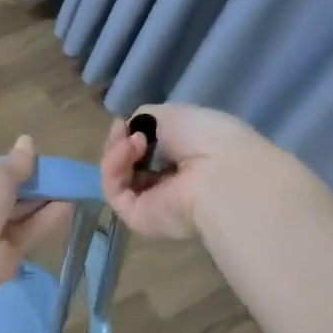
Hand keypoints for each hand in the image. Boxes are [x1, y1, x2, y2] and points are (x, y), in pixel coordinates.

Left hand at [0, 136, 71, 293]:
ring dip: (41, 202)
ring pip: (17, 214)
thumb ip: (16, 162)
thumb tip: (27, 140)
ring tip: (70, 189)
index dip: (6, 165)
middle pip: (2, 194)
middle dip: (29, 186)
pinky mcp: (3, 255)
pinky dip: (45, 221)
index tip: (30, 161)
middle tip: (56, 175)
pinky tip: (69, 207)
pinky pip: (26, 233)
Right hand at [99, 104, 283, 239]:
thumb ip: (144, 121)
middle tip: (125, 129)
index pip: (145, 150)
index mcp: (183, 160)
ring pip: (117, 176)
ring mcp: (151, 203)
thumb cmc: (205, 137)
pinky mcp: (137, 218)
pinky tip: (129, 149)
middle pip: (126, 163)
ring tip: (134, 140)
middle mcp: (167, 183)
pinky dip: (114, 166)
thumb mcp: (172, 114)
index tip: (128, 121)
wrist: (218, 171)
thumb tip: (130, 132)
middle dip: (120, 142)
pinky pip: (114, 190)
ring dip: (117, 151)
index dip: (131, 133)